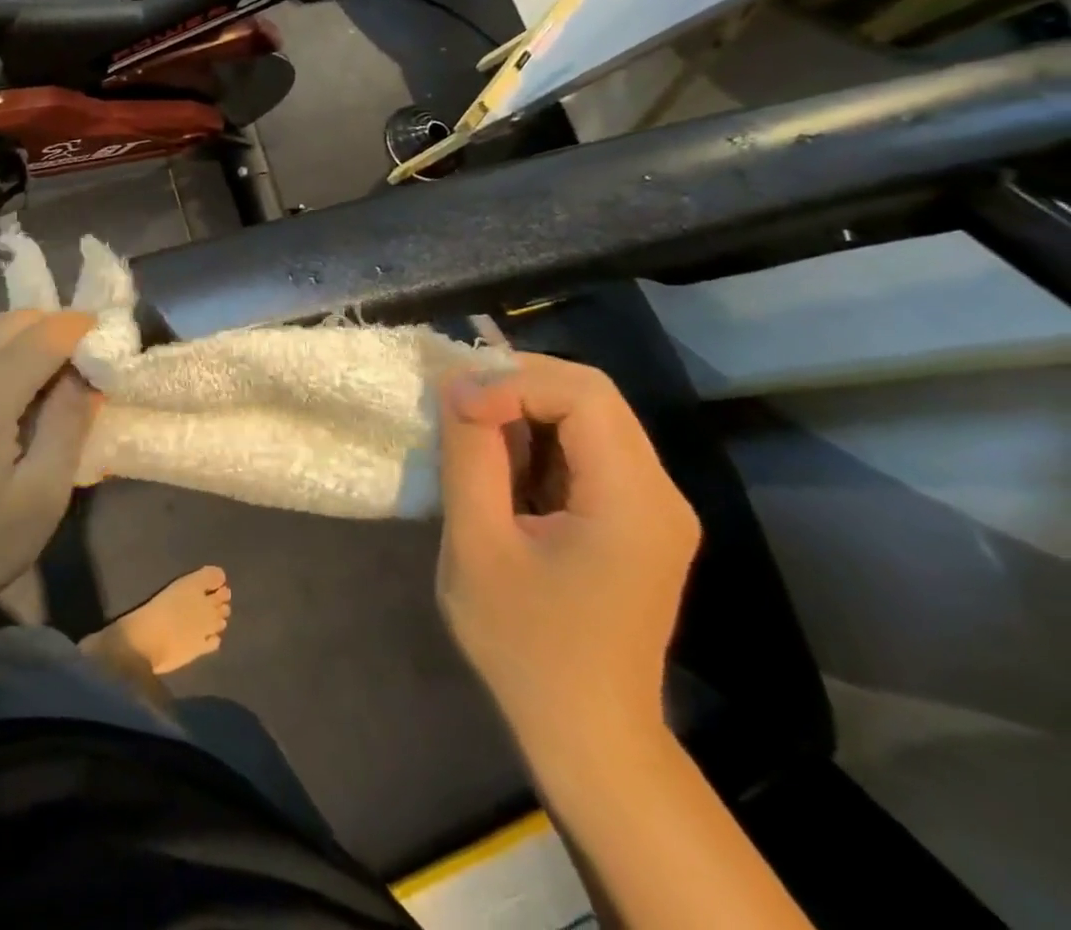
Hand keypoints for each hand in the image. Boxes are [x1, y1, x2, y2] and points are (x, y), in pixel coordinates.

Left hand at [0, 310, 97, 632]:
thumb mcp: (42, 496)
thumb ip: (69, 422)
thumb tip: (86, 374)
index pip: (45, 334)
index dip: (82, 329)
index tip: (109, 339)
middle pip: (15, 321)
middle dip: (55, 331)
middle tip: (81, 364)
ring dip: (21, 336)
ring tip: (43, 374)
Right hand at [435, 352, 699, 754]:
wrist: (586, 734)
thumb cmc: (525, 645)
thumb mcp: (477, 544)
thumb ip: (470, 455)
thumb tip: (459, 383)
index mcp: (634, 501)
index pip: (584, 393)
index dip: (513, 380)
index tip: (456, 405)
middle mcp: (659, 493)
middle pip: (591, 395)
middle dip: (516, 384)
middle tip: (455, 402)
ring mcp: (652, 507)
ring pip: (587, 416)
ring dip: (522, 410)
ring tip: (468, 434)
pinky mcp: (634, 519)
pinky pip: (584, 450)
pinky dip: (535, 440)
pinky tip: (498, 468)